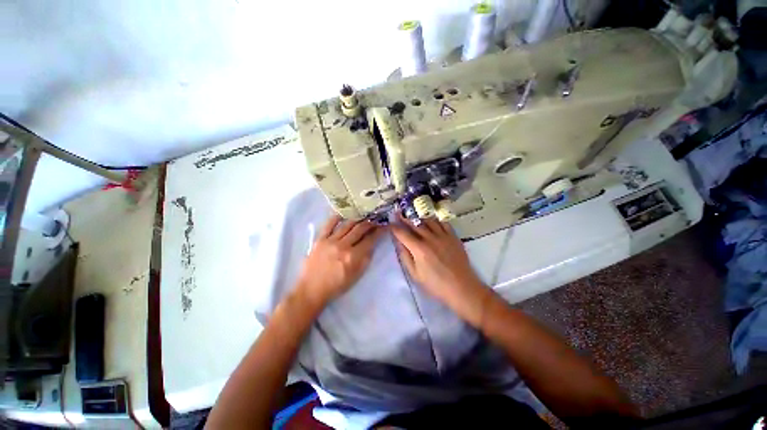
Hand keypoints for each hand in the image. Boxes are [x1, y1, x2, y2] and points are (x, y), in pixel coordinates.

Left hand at [296, 214, 381, 308]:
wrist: (312, 289)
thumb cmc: (337, 285)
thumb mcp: (356, 276)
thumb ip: (366, 259)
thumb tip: (372, 244)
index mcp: (353, 257)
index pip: (370, 239)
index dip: (379, 231)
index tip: (384, 226)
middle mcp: (343, 246)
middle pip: (360, 229)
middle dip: (370, 223)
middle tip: (375, 220)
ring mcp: (330, 241)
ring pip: (347, 224)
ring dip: (358, 219)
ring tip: (363, 216)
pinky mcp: (320, 239)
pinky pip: (329, 224)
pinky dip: (337, 217)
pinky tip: (343, 214)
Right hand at [390, 215, 492, 326]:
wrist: (461, 287)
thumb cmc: (435, 284)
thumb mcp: (415, 274)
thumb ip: (405, 256)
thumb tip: (398, 242)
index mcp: (419, 249)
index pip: (403, 234)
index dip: (394, 227)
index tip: (390, 223)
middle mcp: (430, 238)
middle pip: (414, 223)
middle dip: (404, 217)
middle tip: (398, 212)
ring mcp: (443, 235)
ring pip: (428, 220)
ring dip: (418, 216)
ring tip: (412, 213)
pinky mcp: (453, 236)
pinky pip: (442, 222)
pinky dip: (435, 219)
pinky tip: (431, 219)